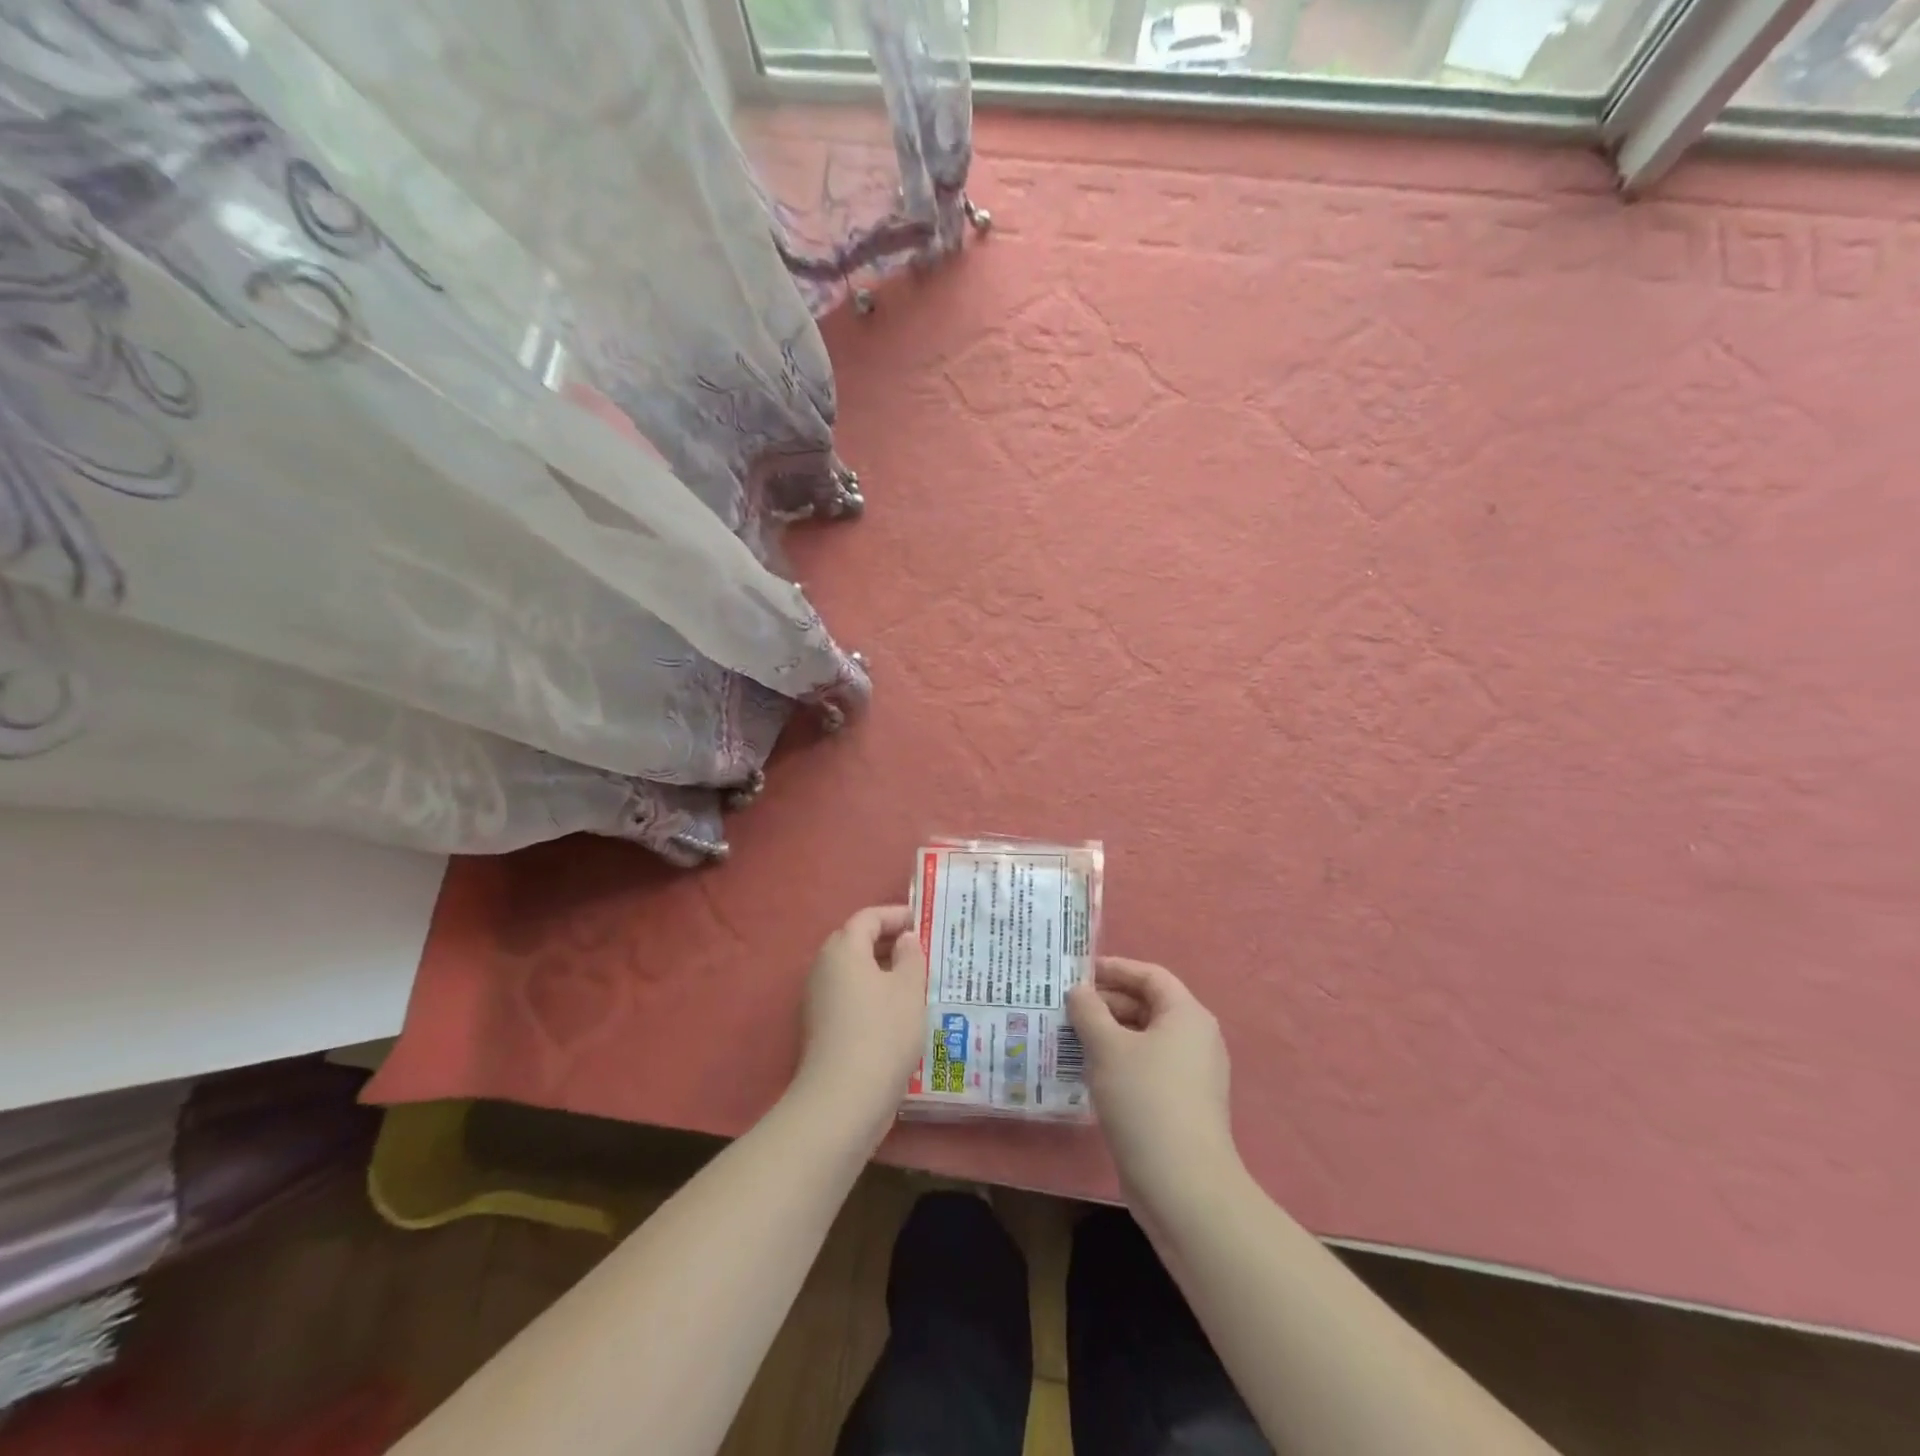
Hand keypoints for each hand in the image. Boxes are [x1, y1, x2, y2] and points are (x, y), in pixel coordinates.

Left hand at [791, 905, 926, 1140]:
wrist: (843, 1100)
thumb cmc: (882, 1032)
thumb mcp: (909, 989)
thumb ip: (910, 956)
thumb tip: (904, 940)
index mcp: (843, 949)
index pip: (869, 917)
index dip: (897, 915)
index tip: (924, 923)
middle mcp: (824, 967)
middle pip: (857, 943)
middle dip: (890, 943)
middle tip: (923, 952)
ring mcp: (818, 1000)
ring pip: (855, 973)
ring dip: (883, 973)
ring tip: (917, 983)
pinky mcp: (821, 1029)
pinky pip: (850, 998)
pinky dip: (873, 996)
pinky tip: (899, 1014)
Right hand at [1067, 957, 1241, 1206]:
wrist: (1183, 1186)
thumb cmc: (1145, 1100)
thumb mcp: (1108, 1048)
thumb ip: (1089, 1011)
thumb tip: (1078, 990)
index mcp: (1187, 1015)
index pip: (1150, 976)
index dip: (1115, 968)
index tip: (1078, 971)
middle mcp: (1195, 1038)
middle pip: (1147, 1006)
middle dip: (1106, 1003)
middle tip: (1065, 1006)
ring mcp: (1190, 1075)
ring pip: (1143, 1039)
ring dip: (1107, 1034)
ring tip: (1067, 1036)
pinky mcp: (1180, 1104)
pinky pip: (1145, 1067)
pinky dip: (1117, 1061)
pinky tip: (1086, 1072)